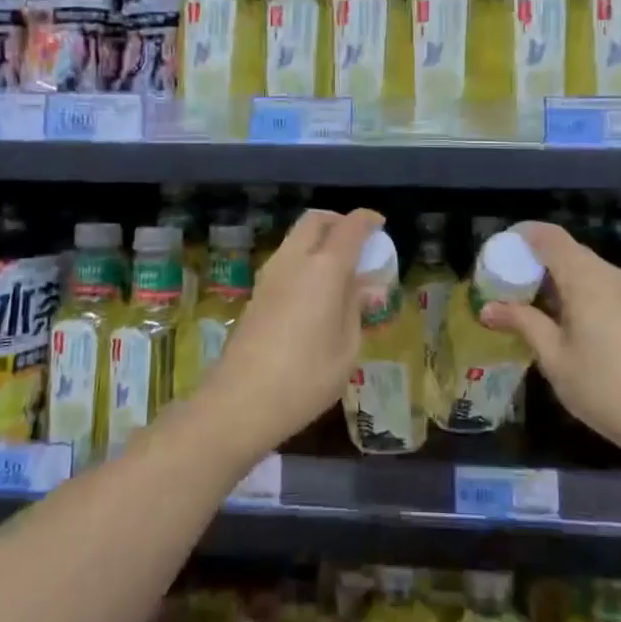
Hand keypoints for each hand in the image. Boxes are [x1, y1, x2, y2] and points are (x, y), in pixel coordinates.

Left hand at [197, 208, 382, 456]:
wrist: (240, 401)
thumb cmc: (306, 377)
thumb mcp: (347, 348)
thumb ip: (356, 308)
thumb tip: (365, 285)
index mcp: (324, 268)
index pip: (349, 227)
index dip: (367, 220)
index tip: (380, 225)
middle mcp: (294, 260)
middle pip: (315, 221)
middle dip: (338, 221)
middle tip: (358, 241)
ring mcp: (270, 275)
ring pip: (296, 238)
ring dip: (319, 240)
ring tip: (340, 269)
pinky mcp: (256, 293)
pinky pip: (286, 259)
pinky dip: (304, 259)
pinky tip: (316, 290)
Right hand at [481, 220, 620, 457]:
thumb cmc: (606, 388)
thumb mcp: (554, 358)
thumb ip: (522, 323)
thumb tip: (487, 308)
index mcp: (586, 278)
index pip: (548, 236)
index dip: (521, 236)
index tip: (498, 253)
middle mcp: (610, 275)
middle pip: (567, 250)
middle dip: (535, 260)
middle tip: (508, 284)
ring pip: (586, 269)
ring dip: (557, 279)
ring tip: (533, 306)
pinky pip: (603, 287)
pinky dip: (579, 292)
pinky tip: (568, 324)